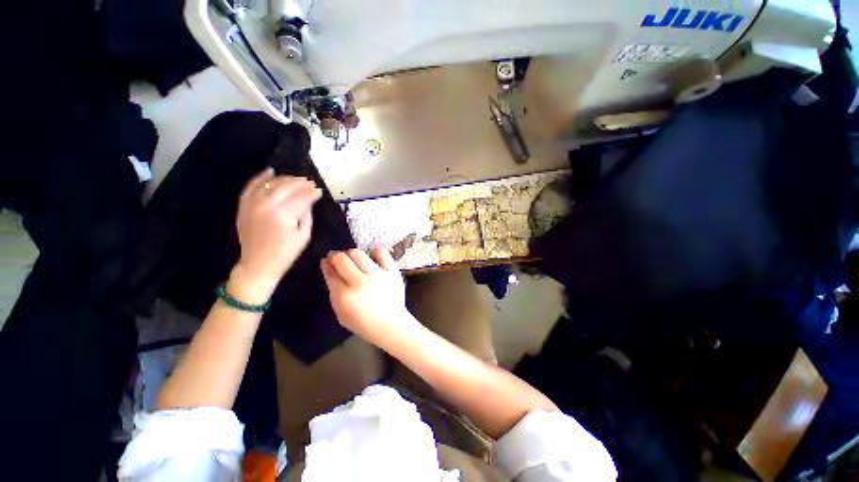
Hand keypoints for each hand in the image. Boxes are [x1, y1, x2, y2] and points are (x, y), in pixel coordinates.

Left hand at [231, 168, 321, 302]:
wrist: (257, 265)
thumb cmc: (285, 253)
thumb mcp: (304, 236)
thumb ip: (306, 215)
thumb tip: (310, 200)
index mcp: (284, 215)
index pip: (301, 197)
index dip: (312, 192)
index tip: (319, 191)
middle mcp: (267, 206)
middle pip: (286, 187)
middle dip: (301, 183)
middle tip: (311, 183)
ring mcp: (252, 204)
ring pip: (271, 184)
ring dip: (286, 179)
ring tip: (297, 179)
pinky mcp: (244, 206)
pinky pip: (251, 186)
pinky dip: (261, 177)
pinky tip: (271, 171)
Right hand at [320, 248, 419, 347]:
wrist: (390, 324)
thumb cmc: (363, 322)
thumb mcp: (341, 314)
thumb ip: (335, 293)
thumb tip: (331, 271)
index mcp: (345, 296)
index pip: (331, 274)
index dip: (327, 265)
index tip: (326, 261)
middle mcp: (360, 282)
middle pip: (342, 260)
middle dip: (335, 256)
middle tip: (336, 257)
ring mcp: (378, 275)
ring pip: (359, 254)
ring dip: (351, 253)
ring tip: (352, 257)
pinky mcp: (392, 272)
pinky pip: (383, 253)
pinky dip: (375, 251)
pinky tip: (372, 254)